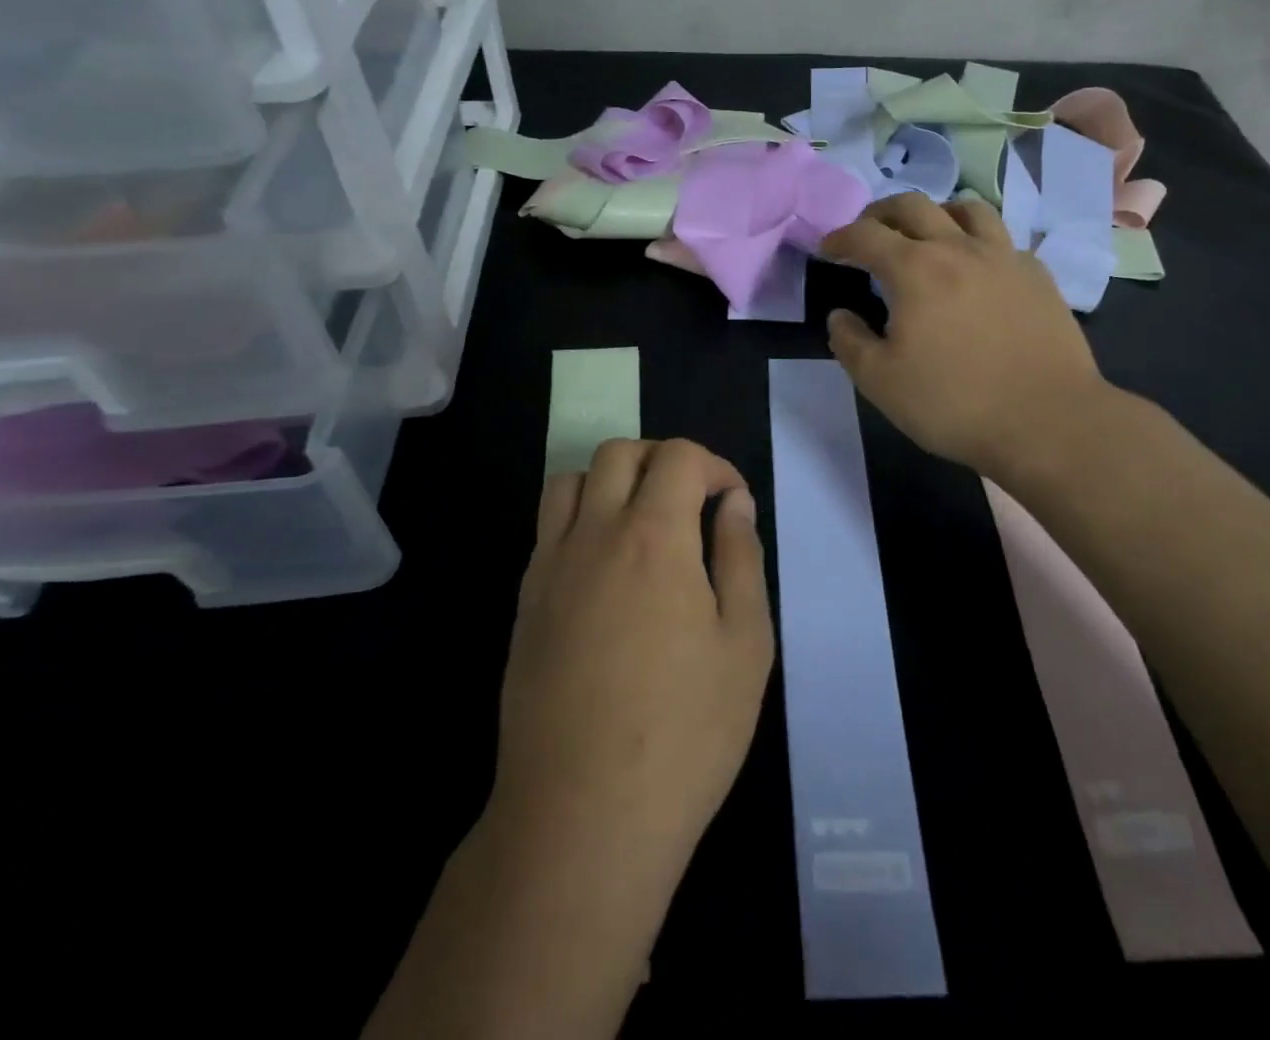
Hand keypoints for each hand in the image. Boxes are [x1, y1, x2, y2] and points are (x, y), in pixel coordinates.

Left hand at [491, 438, 773, 897]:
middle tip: (692, 502)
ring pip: (571, 480)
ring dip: (612, 480)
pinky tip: (604, 567)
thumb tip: (734, 504)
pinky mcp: (525, 601)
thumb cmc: (685, 732)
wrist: (583, 816)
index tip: (732, 502)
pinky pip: (548, 528)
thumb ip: (740, 558)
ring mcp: (550, 566)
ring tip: (643, 523)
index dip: (714, 466)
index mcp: (654, 536)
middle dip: (663, 460)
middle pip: (620, 454)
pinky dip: (580, 518)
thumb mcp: (745, 644)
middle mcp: (594, 534)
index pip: (678, 457)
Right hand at [821, 193, 1114, 478]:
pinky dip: (978, 241)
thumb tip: (840, 315)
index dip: (840, 238)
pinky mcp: (1038, 276)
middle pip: (913, 205)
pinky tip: (976, 268)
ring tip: (926, 235)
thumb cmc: (953, 402)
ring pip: (967, 209)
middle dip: (881, 213)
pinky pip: (1002, 239)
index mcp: (914, 269)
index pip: (865, 235)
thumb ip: (849, 342)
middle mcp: (958, 248)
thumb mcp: (880, 382)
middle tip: (868, 232)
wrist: (1047, 421)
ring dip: (935, 214)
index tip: (827, 250)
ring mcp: (1004, 257)